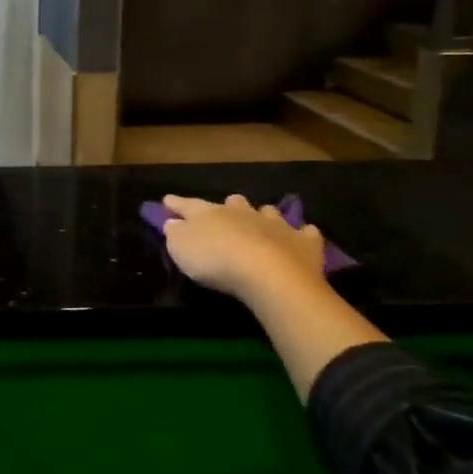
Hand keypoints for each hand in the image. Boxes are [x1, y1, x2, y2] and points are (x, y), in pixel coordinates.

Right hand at [160, 194, 326, 312]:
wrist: (268, 273)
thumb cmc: (216, 260)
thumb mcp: (181, 248)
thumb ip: (175, 233)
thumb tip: (173, 222)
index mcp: (210, 213)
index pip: (188, 205)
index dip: (176, 203)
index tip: (167, 200)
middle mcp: (243, 213)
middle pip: (234, 203)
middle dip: (228, 205)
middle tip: (226, 207)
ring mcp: (276, 225)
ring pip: (269, 212)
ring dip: (264, 215)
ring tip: (264, 219)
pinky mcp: (303, 243)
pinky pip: (305, 233)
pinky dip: (303, 234)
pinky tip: (304, 235)